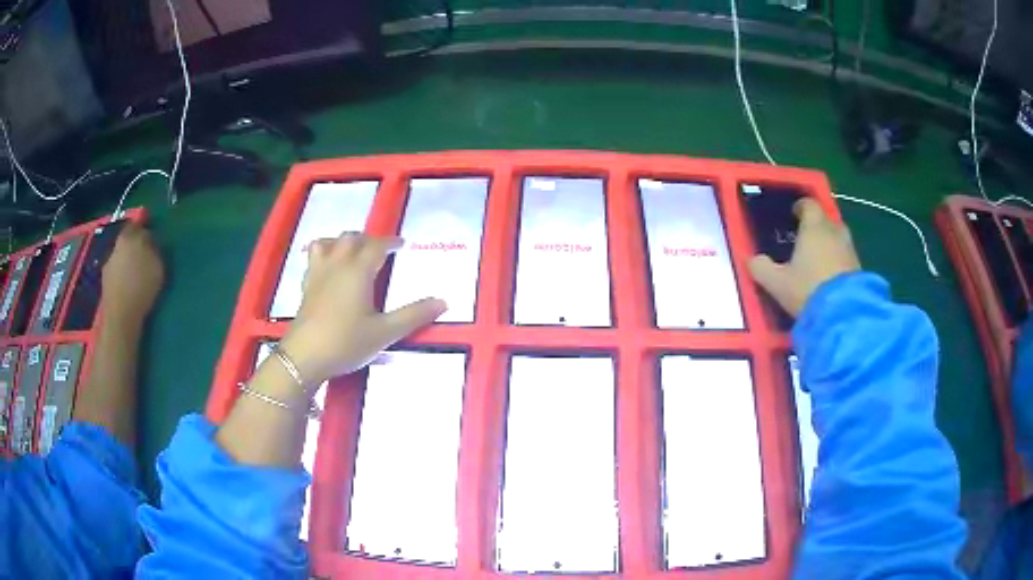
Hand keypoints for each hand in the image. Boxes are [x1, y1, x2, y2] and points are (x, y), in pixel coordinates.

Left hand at [101, 224, 164, 324]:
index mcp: (129, 236)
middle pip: (128, 240)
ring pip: (121, 256)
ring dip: (128, 262)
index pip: (138, 224)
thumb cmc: (142, 287)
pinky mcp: (105, 280)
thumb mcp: (157, 265)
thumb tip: (151, 242)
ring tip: (137, 274)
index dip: (146, 230)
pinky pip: (117, 272)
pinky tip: (129, 286)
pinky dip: (122, 276)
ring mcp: (108, 263)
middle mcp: (116, 245)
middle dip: (135, 246)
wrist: (121, 316)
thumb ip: (154, 249)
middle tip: (146, 256)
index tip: (153, 239)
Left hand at [281, 233, 446, 385]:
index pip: (376, 246)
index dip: (390, 242)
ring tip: (351, 251)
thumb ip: (414, 316)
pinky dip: (324, 254)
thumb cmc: (346, 342)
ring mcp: (318, 274)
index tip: (401, 244)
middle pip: (351, 238)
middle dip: (367, 239)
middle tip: (379, 249)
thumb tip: (443, 302)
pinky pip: (314, 258)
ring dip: (342, 241)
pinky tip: (328, 268)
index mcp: (358, 271)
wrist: (304, 357)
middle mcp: (337, 265)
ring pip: (328, 243)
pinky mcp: (306, 287)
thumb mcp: (385, 333)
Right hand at [748, 198, 860, 317]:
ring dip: (829, 244)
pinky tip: (830, 277)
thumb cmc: (808, 289)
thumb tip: (750, 259)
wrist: (843, 314)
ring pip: (838, 238)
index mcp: (813, 227)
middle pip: (826, 220)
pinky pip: (846, 257)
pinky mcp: (859, 269)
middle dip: (817, 226)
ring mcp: (849, 250)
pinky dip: (838, 261)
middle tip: (805, 239)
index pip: (809, 204)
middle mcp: (834, 232)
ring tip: (818, 259)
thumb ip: (761, 268)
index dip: (801, 206)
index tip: (794, 214)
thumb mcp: (777, 283)